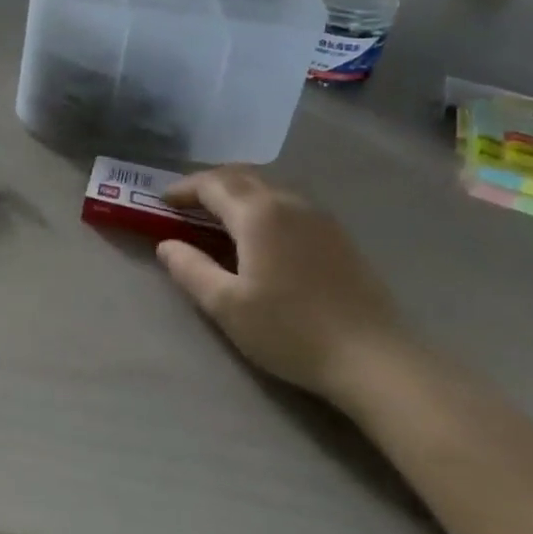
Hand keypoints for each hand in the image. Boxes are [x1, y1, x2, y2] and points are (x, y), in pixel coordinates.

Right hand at [157, 166, 403, 402]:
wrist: (371, 357)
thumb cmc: (289, 331)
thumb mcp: (226, 306)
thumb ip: (190, 269)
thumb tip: (166, 245)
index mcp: (258, 214)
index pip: (212, 184)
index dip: (183, 189)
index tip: (161, 202)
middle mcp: (289, 202)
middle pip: (241, 176)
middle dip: (208, 185)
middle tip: (185, 205)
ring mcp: (318, 216)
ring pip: (267, 187)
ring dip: (237, 193)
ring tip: (217, 217)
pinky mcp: (337, 234)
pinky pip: (288, 202)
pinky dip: (261, 205)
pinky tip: (259, 234)